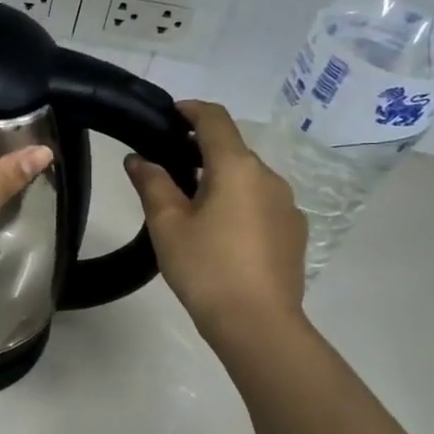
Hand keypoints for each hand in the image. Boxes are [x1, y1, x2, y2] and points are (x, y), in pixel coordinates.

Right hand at [125, 100, 305, 339]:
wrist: (258, 323)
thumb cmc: (205, 267)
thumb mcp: (167, 223)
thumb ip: (152, 183)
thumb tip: (139, 158)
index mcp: (236, 167)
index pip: (214, 120)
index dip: (191, 110)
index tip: (169, 115)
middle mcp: (268, 177)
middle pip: (232, 150)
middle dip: (200, 152)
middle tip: (167, 172)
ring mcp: (287, 205)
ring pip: (247, 179)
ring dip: (220, 181)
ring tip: (191, 209)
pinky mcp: (294, 232)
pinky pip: (261, 204)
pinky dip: (238, 205)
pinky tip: (221, 236)